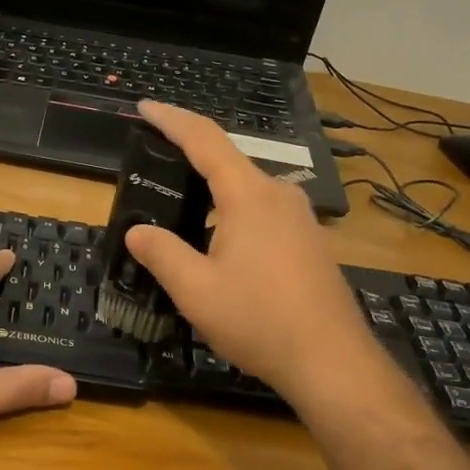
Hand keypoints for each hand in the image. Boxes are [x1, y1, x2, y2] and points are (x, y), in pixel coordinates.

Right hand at [125, 101, 386, 410]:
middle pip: (227, 161)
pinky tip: (219, 242)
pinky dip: (233, 213)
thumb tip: (137, 231)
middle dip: (189, 157)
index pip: (204, 139)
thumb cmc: (259, 320)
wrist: (333, 362)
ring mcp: (300, 218)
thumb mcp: (196, 290)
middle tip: (154, 165)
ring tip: (180, 208)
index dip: (171, 120)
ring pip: (246, 189)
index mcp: (249, 195)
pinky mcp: (310, 242)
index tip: (145, 107)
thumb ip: (161, 254)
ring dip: (212, 191)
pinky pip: (263, 211)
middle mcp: (279, 195)